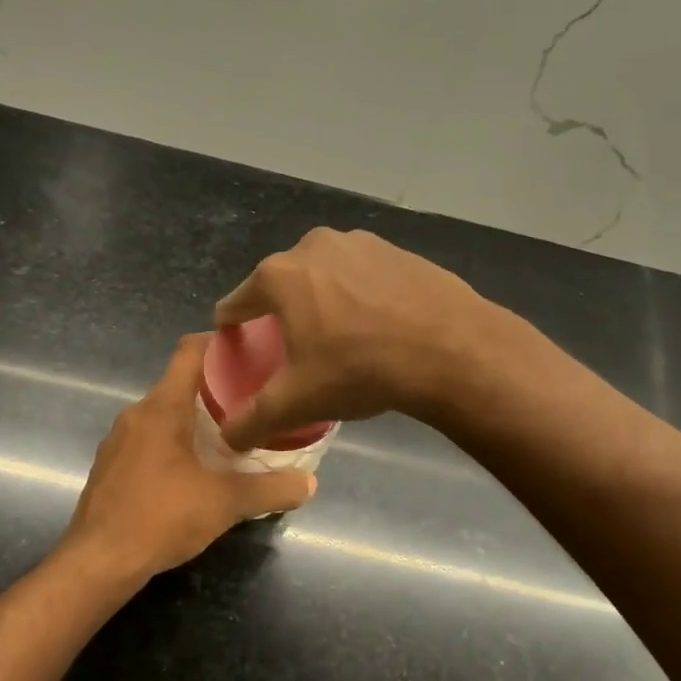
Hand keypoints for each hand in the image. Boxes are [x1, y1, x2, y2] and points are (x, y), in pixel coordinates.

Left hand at [63, 334, 316, 578]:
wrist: (98, 562)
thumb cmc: (161, 518)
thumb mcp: (225, 503)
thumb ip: (270, 490)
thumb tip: (310, 483)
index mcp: (162, 408)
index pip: (189, 351)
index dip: (219, 343)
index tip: (250, 350)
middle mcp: (136, 414)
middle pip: (179, 384)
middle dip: (216, 389)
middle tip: (253, 401)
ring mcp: (118, 441)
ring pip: (163, 415)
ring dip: (194, 420)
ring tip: (230, 436)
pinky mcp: (111, 466)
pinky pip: (148, 440)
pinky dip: (173, 443)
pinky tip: (194, 470)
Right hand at [212, 228, 495, 449]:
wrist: (451, 349)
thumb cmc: (360, 369)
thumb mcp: (297, 402)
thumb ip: (252, 420)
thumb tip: (228, 438)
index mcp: (279, 275)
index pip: (235, 303)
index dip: (232, 330)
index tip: (240, 350)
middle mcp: (313, 246)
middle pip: (280, 286)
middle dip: (280, 315)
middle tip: (294, 353)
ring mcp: (359, 242)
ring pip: (323, 277)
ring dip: (321, 302)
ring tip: (338, 340)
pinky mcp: (397, 250)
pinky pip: (361, 276)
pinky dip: (359, 296)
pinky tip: (376, 327)